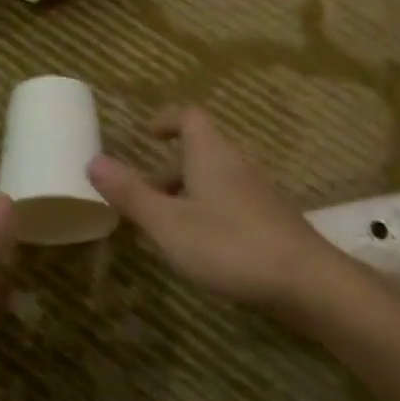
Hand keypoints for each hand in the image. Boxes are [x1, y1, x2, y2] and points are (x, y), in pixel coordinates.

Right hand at [88, 107, 326, 307]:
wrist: (306, 283)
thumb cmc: (228, 245)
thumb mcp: (167, 222)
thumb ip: (130, 193)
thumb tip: (93, 160)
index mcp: (211, 155)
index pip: (189, 117)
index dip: (166, 120)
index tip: (144, 135)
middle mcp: (236, 166)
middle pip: (199, 153)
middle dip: (167, 170)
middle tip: (141, 196)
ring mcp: (257, 195)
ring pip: (213, 182)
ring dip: (185, 195)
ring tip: (162, 227)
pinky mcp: (270, 222)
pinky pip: (229, 204)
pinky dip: (206, 214)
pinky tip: (199, 248)